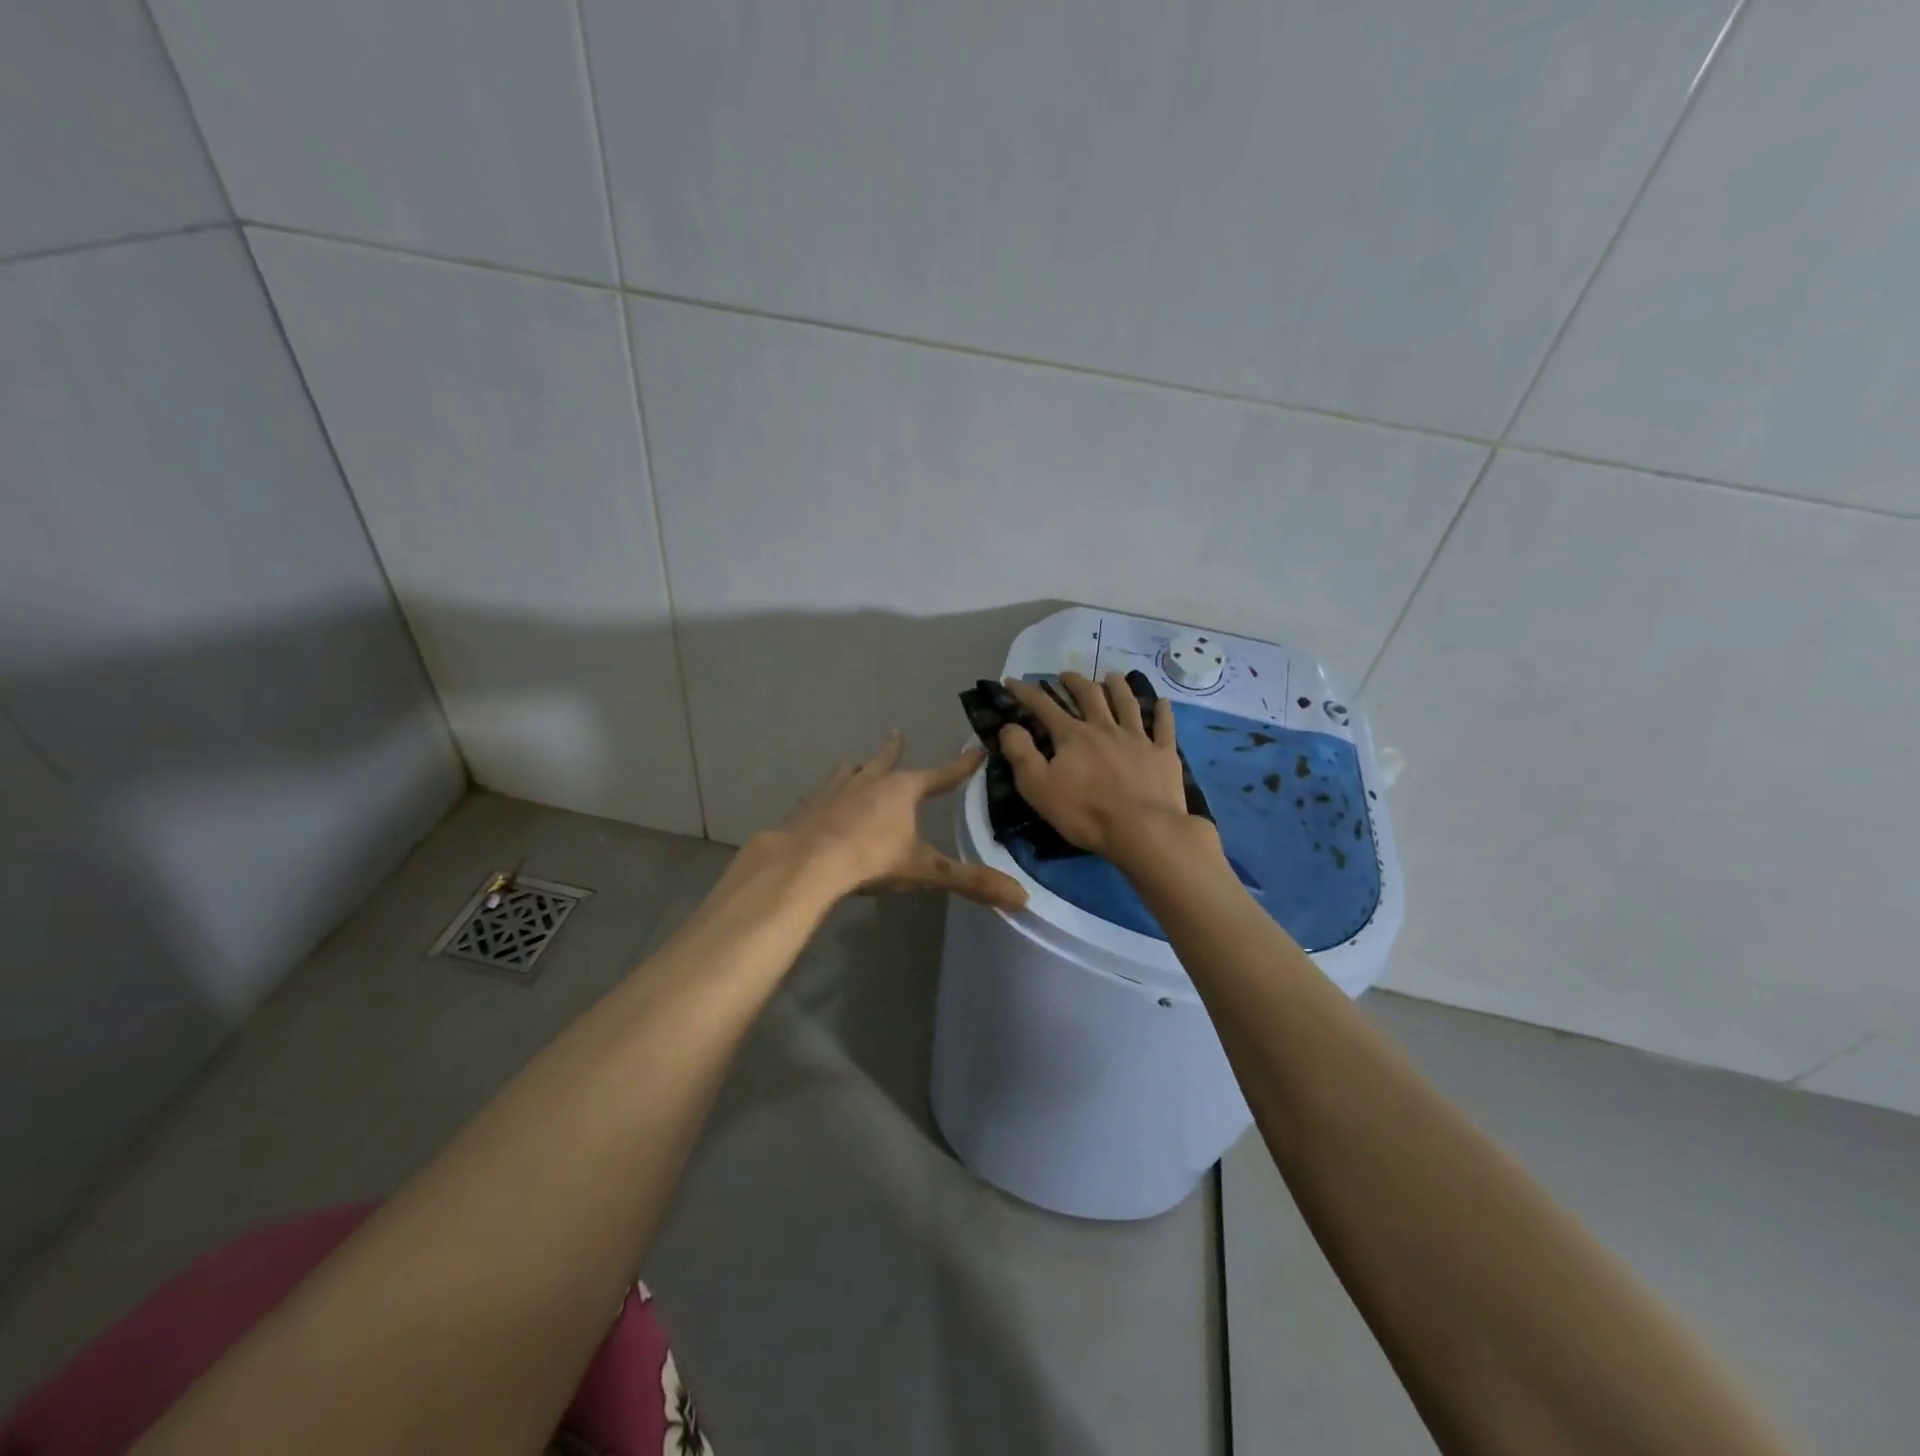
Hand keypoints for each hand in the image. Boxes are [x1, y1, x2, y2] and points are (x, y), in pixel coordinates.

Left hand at [768, 732, 1027, 911]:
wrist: (807, 864)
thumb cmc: (871, 861)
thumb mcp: (925, 872)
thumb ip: (970, 882)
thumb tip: (1022, 896)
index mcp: (901, 790)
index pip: (941, 775)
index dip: (961, 765)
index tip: (977, 749)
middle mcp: (868, 782)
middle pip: (885, 761)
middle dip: (894, 750)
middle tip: (897, 733)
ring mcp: (834, 792)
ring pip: (849, 772)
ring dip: (857, 768)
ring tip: (855, 763)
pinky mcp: (807, 808)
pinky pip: (818, 796)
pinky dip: (823, 796)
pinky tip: (817, 800)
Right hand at [999, 672, 1196, 860]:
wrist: (1143, 830)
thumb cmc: (1085, 813)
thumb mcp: (1038, 788)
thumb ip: (1021, 754)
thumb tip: (1009, 726)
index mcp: (1073, 737)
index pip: (1044, 707)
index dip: (1026, 692)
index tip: (1012, 681)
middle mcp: (1105, 728)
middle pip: (1090, 696)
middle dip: (1075, 682)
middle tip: (1066, 674)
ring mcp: (1138, 739)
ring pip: (1127, 703)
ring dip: (1118, 686)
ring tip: (1112, 676)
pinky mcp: (1163, 754)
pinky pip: (1164, 726)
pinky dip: (1162, 712)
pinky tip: (1163, 702)